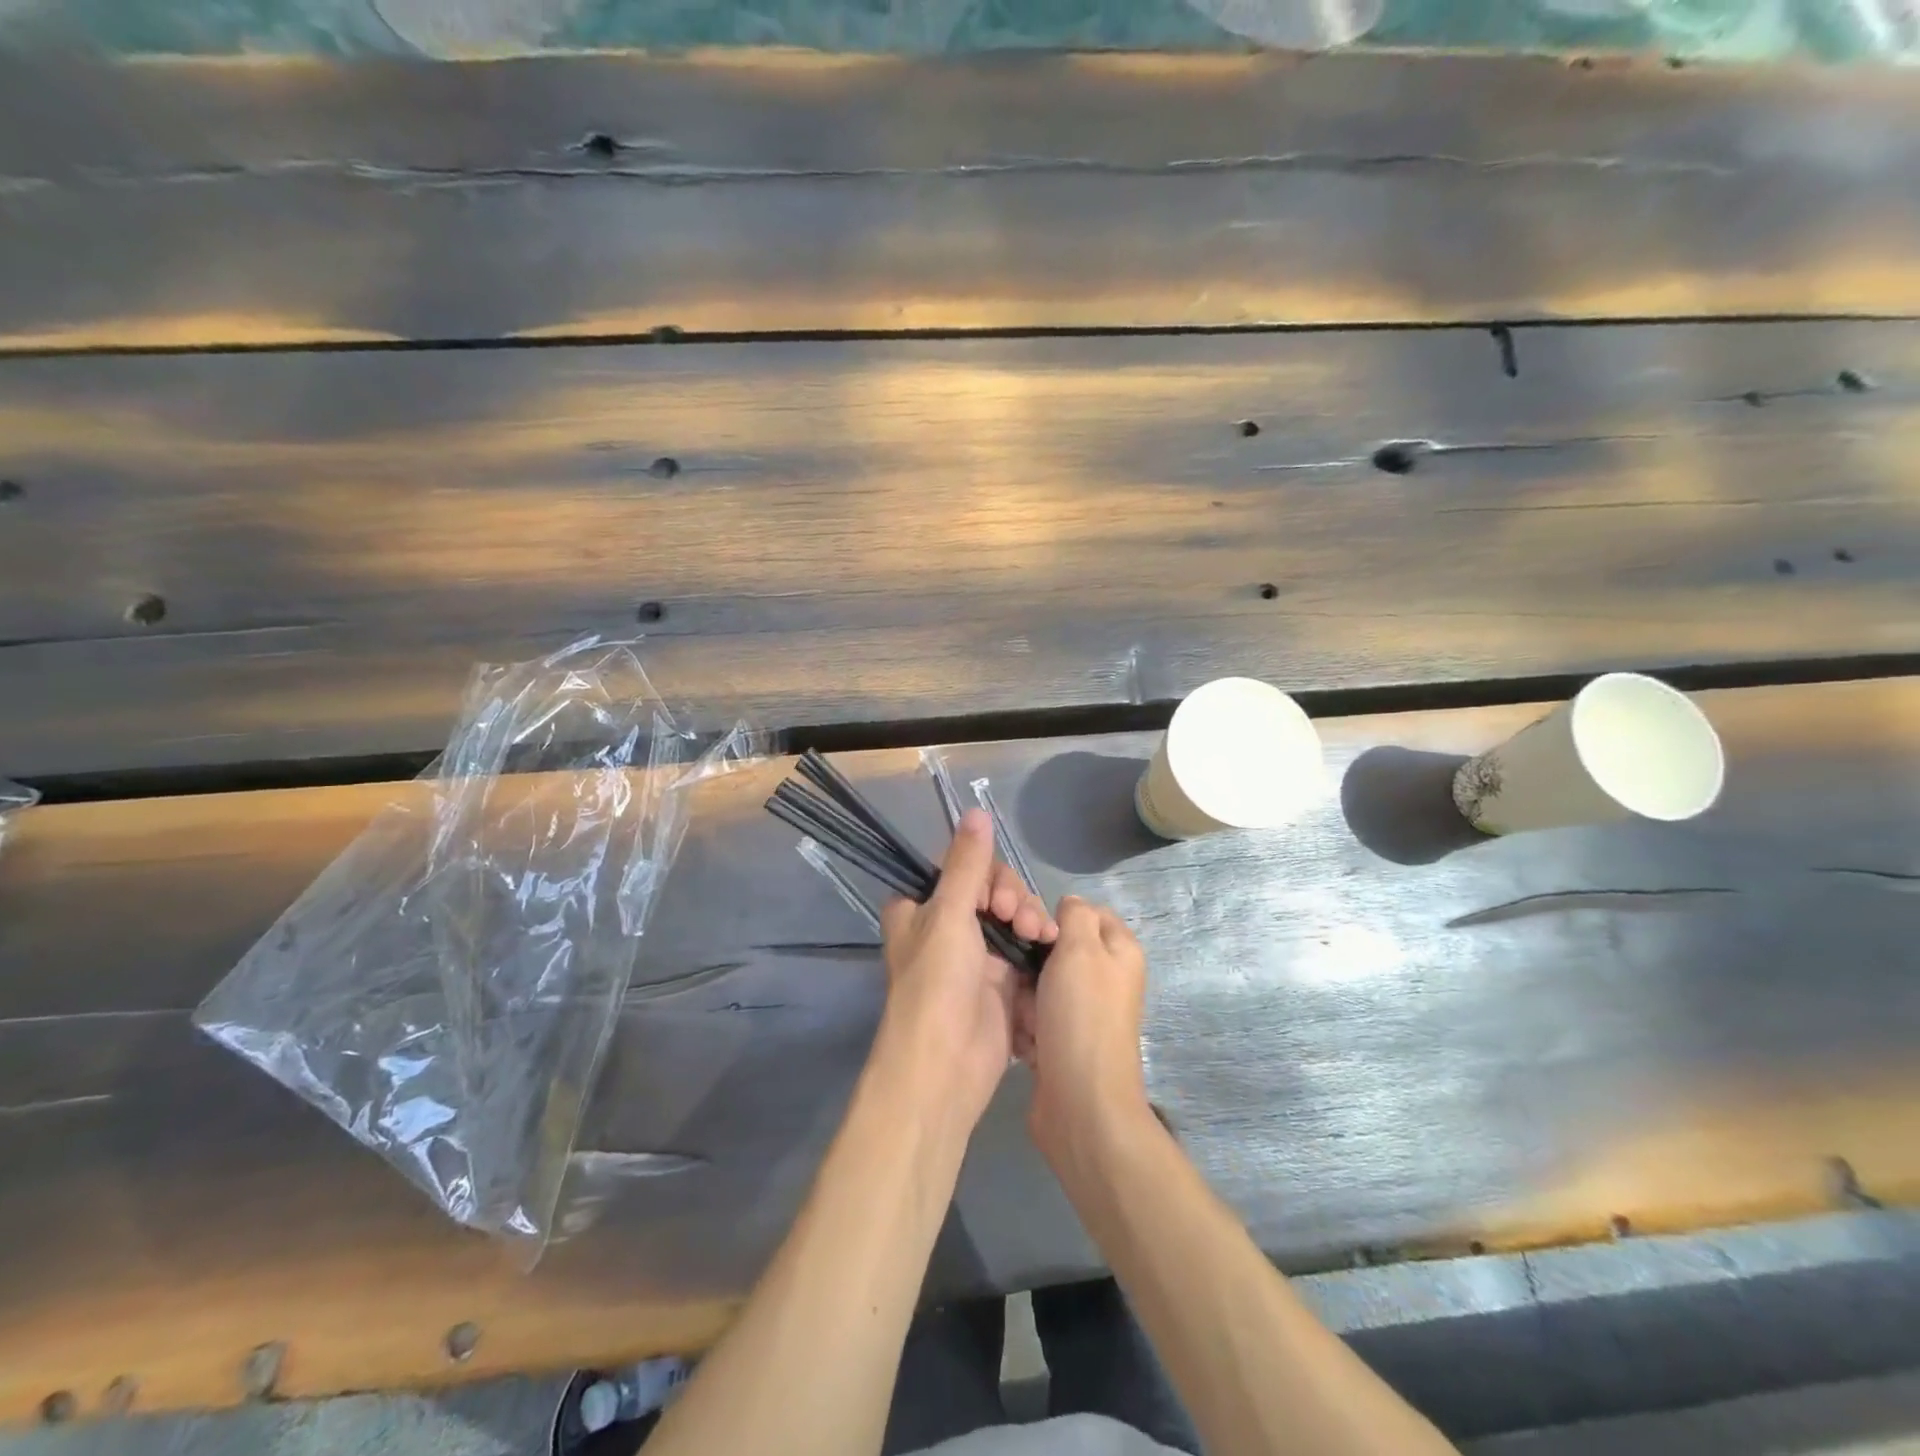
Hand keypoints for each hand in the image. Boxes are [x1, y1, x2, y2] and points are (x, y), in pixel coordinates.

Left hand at [875, 809, 1057, 1132]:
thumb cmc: (936, 982)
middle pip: (993, 891)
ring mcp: (975, 955)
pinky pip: (1025, 949)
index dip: (987, 876)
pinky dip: (1039, 947)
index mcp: (920, 908)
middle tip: (1021, 920)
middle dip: (1015, 899)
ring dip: (1031, 920)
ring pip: (1013, 918)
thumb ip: (968, 864)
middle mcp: (946, 927)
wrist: (944, 1066)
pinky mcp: (1000, 982)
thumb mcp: (949, 914)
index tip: (998, 897)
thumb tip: (977, 811)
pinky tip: (1051, 949)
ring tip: (1041, 937)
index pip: (962, 869)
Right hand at [1019, 896, 1151, 1168]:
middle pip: (1057, 949)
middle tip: (1019, 973)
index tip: (1028, 928)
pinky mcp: (1063, 1041)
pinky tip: (1022, 1040)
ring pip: (1039, 983)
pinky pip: (1034, 1017)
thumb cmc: (1082, 1016)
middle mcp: (1105, 978)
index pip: (1084, 912)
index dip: (1055, 916)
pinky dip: (1025, 1026)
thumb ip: (1076, 915)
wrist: (1081, 1103)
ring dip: (1024, 997)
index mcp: (1119, 951)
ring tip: (1021, 1014)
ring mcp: (1084, 1012)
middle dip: (1032, 961)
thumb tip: (1071, 905)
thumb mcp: (1081, 948)